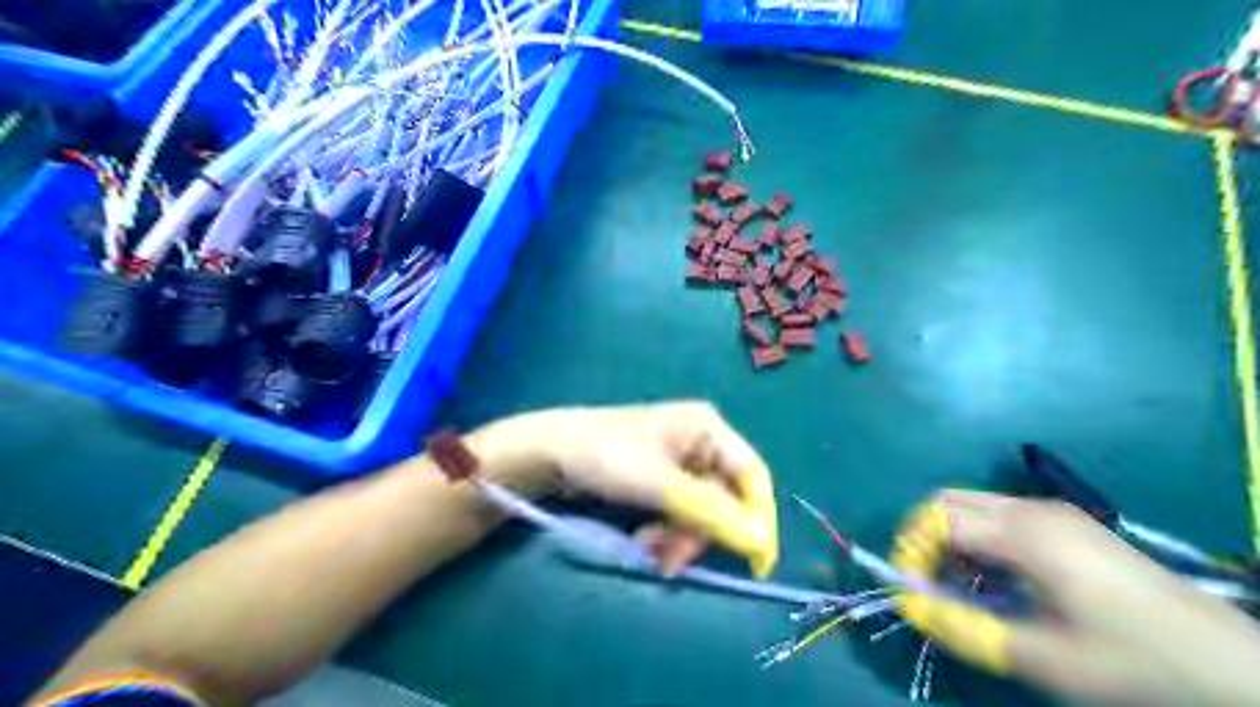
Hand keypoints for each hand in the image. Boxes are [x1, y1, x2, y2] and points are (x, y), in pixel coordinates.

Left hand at [479, 403, 778, 578]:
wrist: (549, 452)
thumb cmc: (605, 457)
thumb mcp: (660, 486)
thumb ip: (712, 512)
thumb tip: (762, 543)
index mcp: (708, 428)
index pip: (753, 475)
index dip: (758, 518)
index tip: (757, 563)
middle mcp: (700, 442)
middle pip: (725, 499)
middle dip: (701, 533)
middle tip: (673, 560)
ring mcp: (679, 461)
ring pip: (702, 512)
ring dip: (679, 538)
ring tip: (649, 551)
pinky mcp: (661, 479)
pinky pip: (680, 513)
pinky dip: (666, 532)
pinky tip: (643, 542)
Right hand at [901, 492, 1259, 705]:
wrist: (1236, 670)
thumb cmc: (1136, 663)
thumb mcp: (1046, 659)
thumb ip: (967, 630)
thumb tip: (910, 607)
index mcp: (1025, 532)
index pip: (937, 518)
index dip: (911, 550)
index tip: (909, 591)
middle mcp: (1031, 509)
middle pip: (948, 499)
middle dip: (923, 537)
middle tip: (927, 585)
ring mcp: (1052, 513)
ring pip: (972, 505)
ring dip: (949, 538)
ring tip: (956, 586)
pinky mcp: (1066, 525)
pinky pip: (998, 516)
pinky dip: (976, 539)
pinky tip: (994, 579)